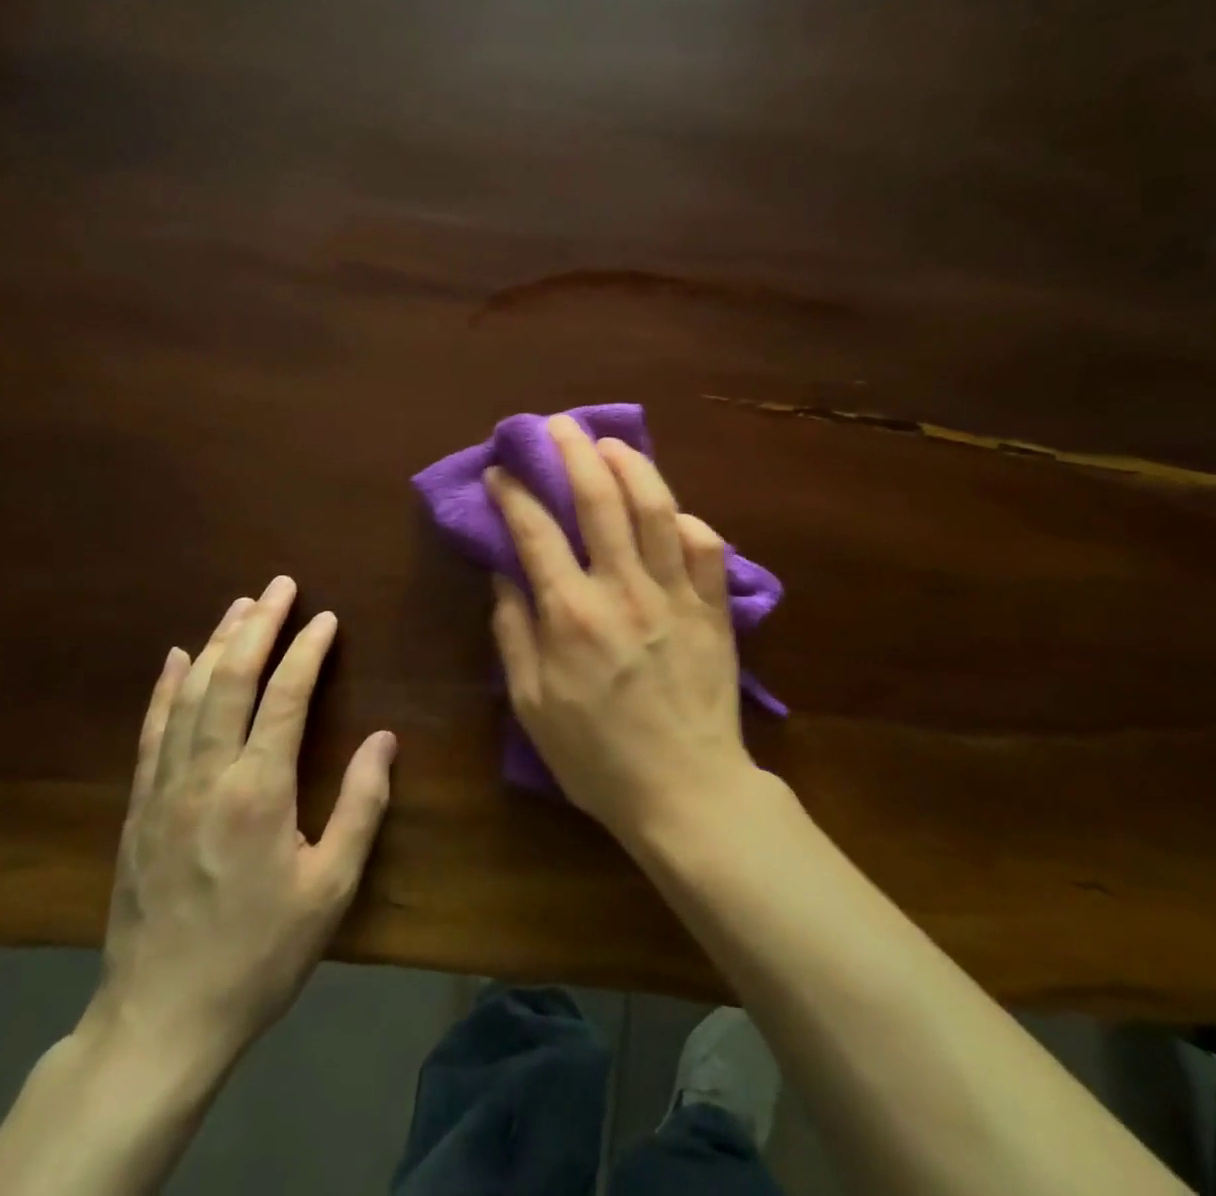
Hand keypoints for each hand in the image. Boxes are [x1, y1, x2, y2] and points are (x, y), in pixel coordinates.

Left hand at [81, 576, 396, 1079]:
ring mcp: (165, 788)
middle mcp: (207, 775)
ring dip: (217, 643)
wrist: (161, 1020)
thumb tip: (384, 739)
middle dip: (258, 625)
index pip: (286, 696)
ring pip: (190, 695)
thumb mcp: (331, 888)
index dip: (308, 650)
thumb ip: (361, 806)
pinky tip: (177, 658)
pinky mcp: (139, 808)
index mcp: (259, 791)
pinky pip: (152, 731)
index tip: (326, 618)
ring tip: (240, 605)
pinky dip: (166, 687)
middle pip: (232, 680)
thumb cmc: (260, 954)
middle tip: (279, 586)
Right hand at [484, 416, 756, 842]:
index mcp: (571, 614)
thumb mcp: (532, 706)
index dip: (513, 493)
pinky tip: (671, 510)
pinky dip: (687, 520)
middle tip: (557, 425)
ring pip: (657, 508)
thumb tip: (504, 575)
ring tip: (611, 444)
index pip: (535, 532)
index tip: (500, 471)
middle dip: (573, 452)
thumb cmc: (597, 757)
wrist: (686, 791)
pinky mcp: (715, 607)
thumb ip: (514, 633)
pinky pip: (707, 547)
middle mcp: (623, 589)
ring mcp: (675, 594)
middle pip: (599, 499)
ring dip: (632, 466)